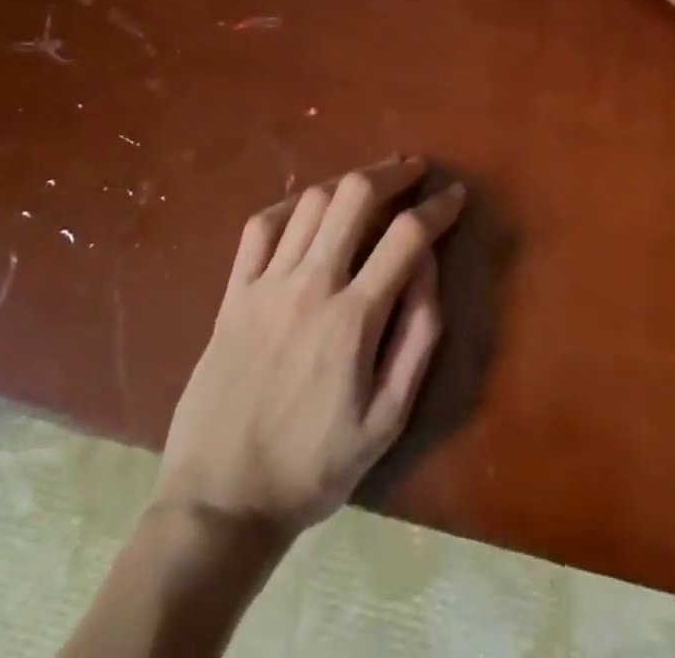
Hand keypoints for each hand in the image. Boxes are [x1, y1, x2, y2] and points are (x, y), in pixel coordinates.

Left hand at [153, 155, 464, 534]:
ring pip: (311, 202)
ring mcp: (265, 286)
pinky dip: (291, 205)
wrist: (219, 504)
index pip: (407, 236)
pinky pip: (260, 227)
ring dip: (347, 181)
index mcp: (353, 319)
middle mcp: (309, 287)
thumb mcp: (388, 421)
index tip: (455, 195)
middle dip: (392, 173)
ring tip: (370, 183)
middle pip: (354, 196)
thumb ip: (417, 337)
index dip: (439, 207)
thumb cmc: (314, 468)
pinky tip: (309, 208)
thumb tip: (429, 266)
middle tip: (414, 170)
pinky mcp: (233, 295)